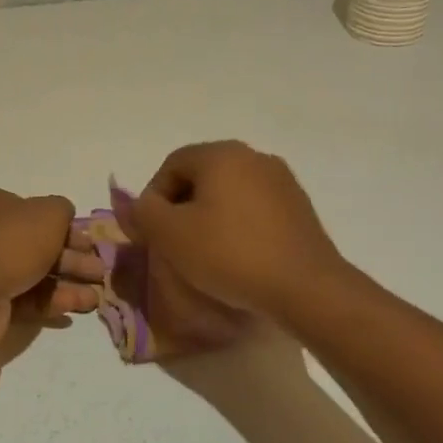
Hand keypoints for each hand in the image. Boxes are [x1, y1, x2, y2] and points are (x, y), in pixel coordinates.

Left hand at [0, 187, 103, 349]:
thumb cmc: (12, 242)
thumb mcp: (49, 213)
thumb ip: (62, 209)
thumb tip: (64, 216)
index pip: (34, 212)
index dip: (65, 226)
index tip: (90, 242)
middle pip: (38, 245)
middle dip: (73, 259)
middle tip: (99, 271)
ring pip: (35, 274)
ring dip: (68, 284)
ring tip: (96, 297)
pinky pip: (26, 299)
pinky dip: (52, 302)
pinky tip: (77, 309)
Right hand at [122, 142, 347, 322]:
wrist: (305, 287)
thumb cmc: (229, 254)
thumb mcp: (170, 234)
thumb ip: (143, 212)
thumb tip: (137, 203)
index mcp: (222, 154)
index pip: (172, 164)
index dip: (153, 197)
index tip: (151, 232)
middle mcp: (254, 157)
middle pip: (201, 176)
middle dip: (181, 207)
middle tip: (173, 243)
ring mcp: (282, 181)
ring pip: (229, 193)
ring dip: (209, 217)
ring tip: (204, 254)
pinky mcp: (299, 208)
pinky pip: (254, 209)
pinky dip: (237, 226)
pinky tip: (237, 257)